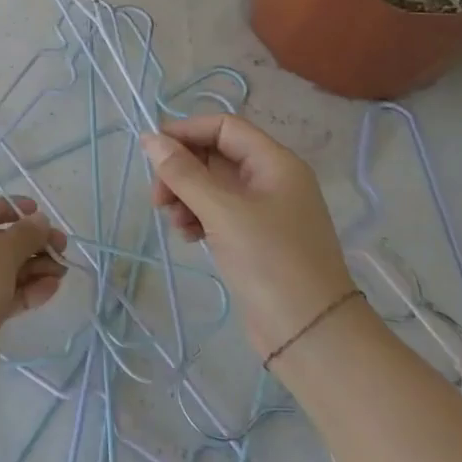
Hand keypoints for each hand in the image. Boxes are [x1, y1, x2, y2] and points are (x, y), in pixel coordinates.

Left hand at [0, 197, 67, 350]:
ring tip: (62, 269)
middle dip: (28, 244)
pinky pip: (0, 296)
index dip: (9, 208)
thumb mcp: (1, 252)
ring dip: (31, 268)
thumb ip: (25, 234)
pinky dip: (24, 290)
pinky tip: (51, 288)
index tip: (39, 211)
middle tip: (61, 246)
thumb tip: (40, 221)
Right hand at [140, 115, 354, 356]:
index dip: (186, 132)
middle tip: (158, 198)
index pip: (224, 127)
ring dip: (185, 195)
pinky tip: (187, 237)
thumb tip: (150, 138)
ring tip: (173, 222)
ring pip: (211, 185)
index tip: (153, 152)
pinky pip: (217, 212)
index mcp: (275, 163)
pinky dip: (196, 217)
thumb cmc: (270, 261)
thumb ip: (183, 172)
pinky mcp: (255, 238)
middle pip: (214, 155)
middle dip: (181, 170)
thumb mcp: (221, 211)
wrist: (311, 334)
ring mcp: (264, 211)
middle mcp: (271, 180)